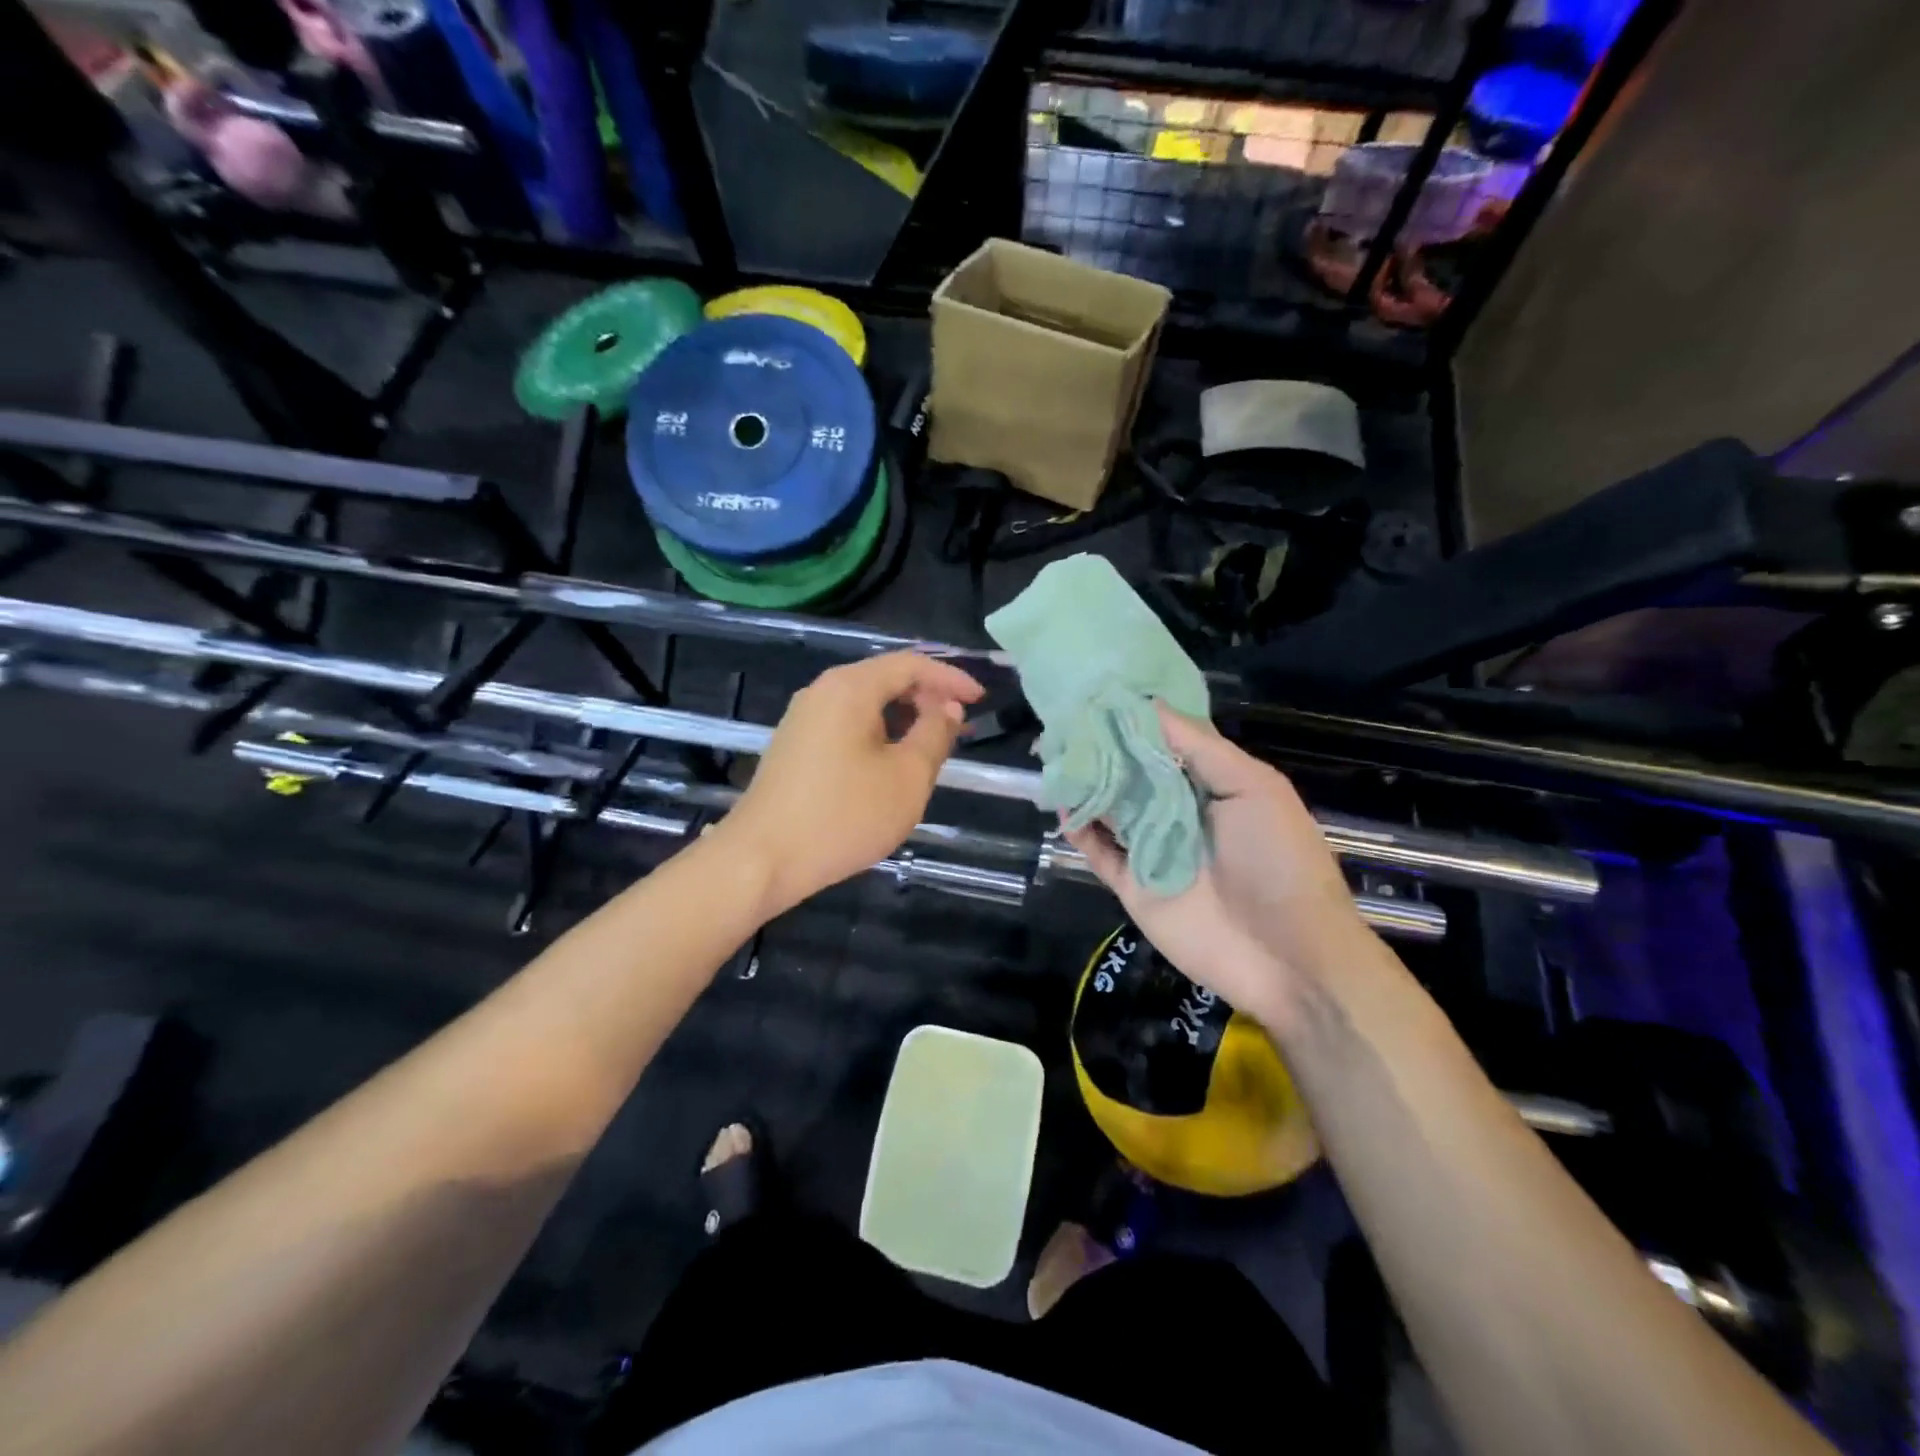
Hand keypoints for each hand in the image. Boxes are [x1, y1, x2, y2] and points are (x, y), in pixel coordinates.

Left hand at [726, 653, 983, 917]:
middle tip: (959, 725)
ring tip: (931, 745)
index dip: (950, 678)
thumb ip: (935, 734)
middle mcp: (822, 691)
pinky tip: (891, 763)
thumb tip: (947, 708)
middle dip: (927, 697)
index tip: (980, 700)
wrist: (762, 859)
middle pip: (884, 678)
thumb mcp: (907, 777)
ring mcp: (803, 719)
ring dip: (903, 717)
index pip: (910, 664)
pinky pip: (846, 724)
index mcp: (850, 688)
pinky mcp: (794, 746)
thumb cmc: (843, 816)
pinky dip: (878, 733)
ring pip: (865, 704)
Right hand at [1064, 704, 1364, 1027]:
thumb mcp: (1254, 789)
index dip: (1133, 718)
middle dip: (1100, 748)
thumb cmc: (1280, 861)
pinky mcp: (1134, 885)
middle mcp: (1178, 810)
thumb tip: (1148, 704)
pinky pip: (1099, 852)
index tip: (1097, 693)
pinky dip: (1080, 830)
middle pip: (1130, 772)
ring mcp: (1153, 848)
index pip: (1163, 741)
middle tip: (1062, 722)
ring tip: (1053, 755)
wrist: (1290, 957)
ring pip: (1109, 808)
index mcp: (1209, 784)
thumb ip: (1200, 747)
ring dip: (1085, 783)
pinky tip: (1061, 806)